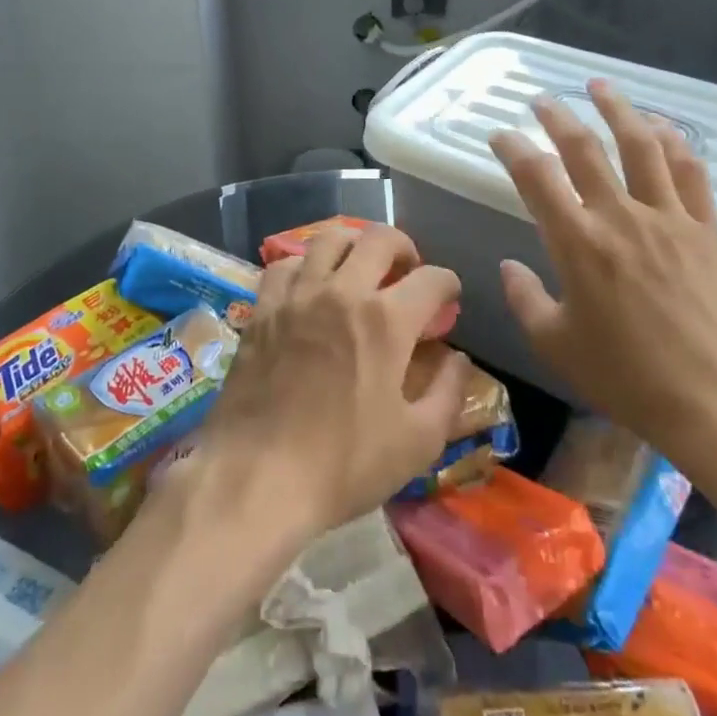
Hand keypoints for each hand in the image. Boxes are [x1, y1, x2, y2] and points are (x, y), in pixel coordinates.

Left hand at [194, 223, 467, 539]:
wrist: (258, 476)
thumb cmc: (344, 464)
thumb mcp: (417, 442)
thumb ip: (448, 393)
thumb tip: (458, 359)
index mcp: (386, 321)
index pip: (432, 279)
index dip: (448, 285)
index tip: (449, 299)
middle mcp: (343, 292)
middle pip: (380, 238)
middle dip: (404, 247)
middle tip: (407, 271)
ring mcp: (298, 296)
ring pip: (329, 238)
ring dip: (354, 244)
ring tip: (360, 266)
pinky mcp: (263, 309)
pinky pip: (285, 264)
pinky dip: (305, 266)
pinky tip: (310, 287)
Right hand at [489, 80, 716, 480]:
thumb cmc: (628, 379)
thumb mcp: (557, 346)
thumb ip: (526, 300)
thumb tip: (509, 266)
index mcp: (578, 244)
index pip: (536, 177)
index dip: (513, 148)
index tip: (501, 135)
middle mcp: (621, 217)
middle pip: (584, 148)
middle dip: (557, 117)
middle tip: (542, 99)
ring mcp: (670, 218)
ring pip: (641, 145)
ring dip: (618, 109)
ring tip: (600, 86)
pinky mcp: (708, 229)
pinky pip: (690, 171)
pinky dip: (673, 142)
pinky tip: (661, 127)